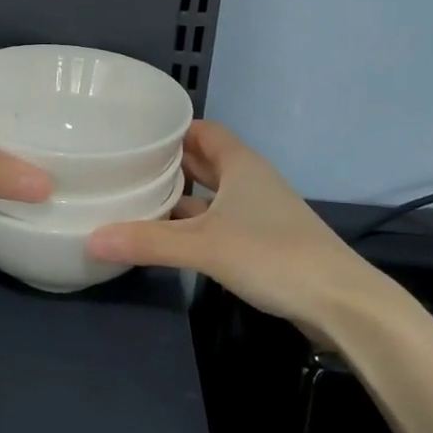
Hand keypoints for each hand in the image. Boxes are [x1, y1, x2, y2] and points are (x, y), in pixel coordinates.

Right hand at [86, 121, 413, 339]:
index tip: (133, 133)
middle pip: (204, 160)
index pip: (201, 130)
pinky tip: (169, 238)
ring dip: (180, 197)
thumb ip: (148, 242)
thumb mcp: (204, 247)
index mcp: (240, 164)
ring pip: (212, 194)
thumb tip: (91, 239)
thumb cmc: (272, 255)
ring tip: (137, 200)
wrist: (341, 302)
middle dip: (168, 163)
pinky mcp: (264, 240)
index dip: (170, 129)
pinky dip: (195, 225)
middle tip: (125, 166)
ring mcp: (260, 211)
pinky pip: (220, 220)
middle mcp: (250, 180)